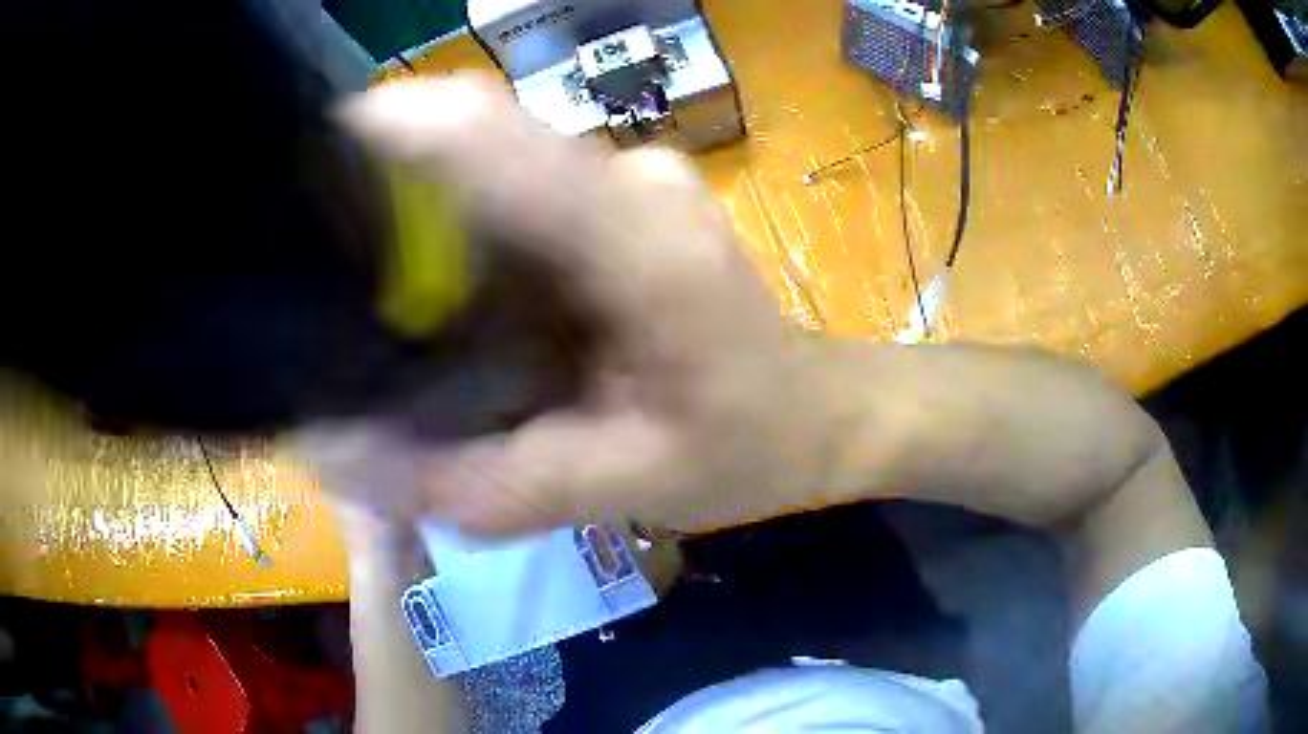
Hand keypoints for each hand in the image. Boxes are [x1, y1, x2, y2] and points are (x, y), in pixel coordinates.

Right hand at [316, 74, 843, 534]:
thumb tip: (355, 461)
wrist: (819, 412)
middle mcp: (630, 181)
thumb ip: (494, 484)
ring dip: (427, 214)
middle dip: (390, 188)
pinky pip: (522, 194)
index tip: (312, 161)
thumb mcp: (629, 486)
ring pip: (496, 169)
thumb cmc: (749, 448)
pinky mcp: (622, 198)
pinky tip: (451, 295)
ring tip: (377, 291)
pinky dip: (470, 232)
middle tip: (325, 264)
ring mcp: (630, 179)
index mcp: (641, 242)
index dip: (393, 129)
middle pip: (481, 145)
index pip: (495, 137)